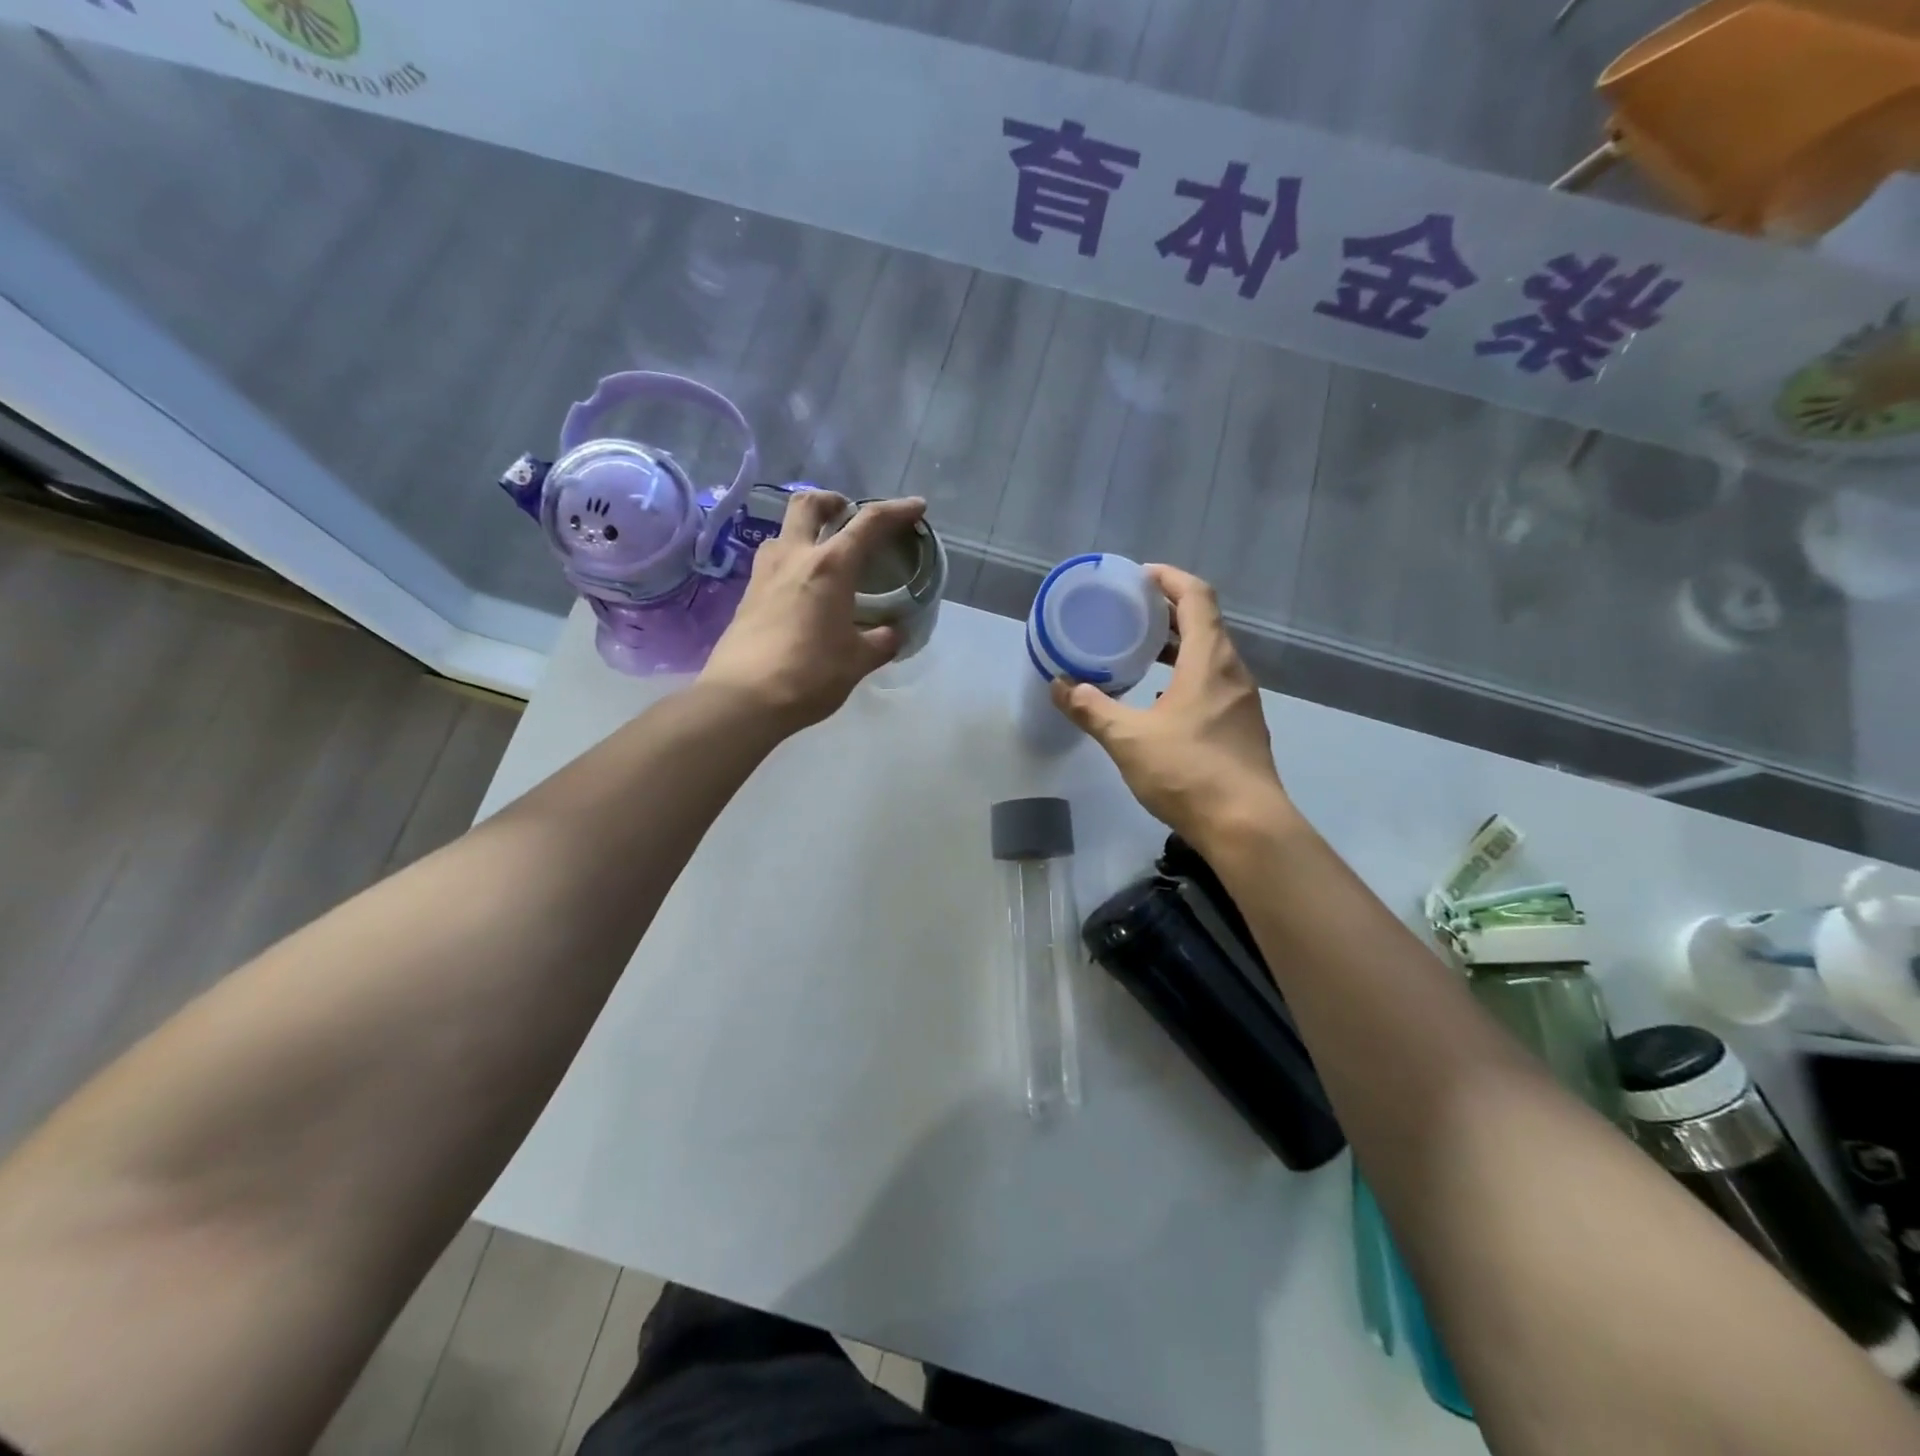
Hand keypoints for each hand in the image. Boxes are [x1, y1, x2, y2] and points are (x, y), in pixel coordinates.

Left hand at [700, 491, 927, 732]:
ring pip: (783, 532)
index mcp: (830, 566)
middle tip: (846, 513)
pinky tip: (802, 589)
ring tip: (823, 553)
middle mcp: (794, 557)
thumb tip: (893, 634)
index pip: (868, 524)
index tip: (916, 507)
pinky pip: (772, 563)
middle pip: (807, 505)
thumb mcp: (857, 661)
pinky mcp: (746, 596)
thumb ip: (880, 642)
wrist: (743, 698)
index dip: (896, 511)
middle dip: (831, 501)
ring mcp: (764, 574)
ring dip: (804, 530)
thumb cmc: (809, 674)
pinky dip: (791, 561)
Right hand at [1053, 565, 1291, 846]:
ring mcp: (1242, 700)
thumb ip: (1091, 708)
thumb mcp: (1128, 739)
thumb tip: (1059, 685)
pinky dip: (1186, 675)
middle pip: (1204, 622)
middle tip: (1129, 613)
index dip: (1169, 579)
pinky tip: (1160, 699)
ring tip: (1140, 652)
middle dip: (1167, 611)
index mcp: (1209, 660)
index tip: (1138, 578)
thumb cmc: (1188, 772)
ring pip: (1210, 655)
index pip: (1196, 596)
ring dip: (1178, 646)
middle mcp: (1232, 671)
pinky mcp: (1242, 727)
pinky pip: (1213, 682)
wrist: (1247, 826)